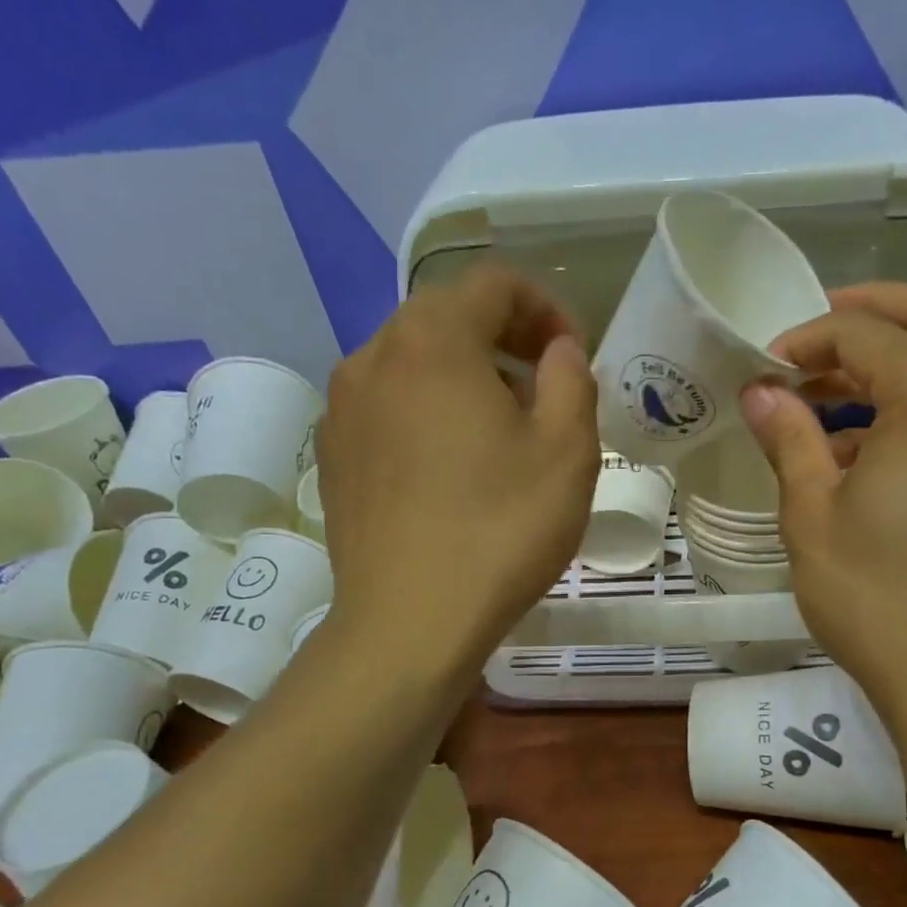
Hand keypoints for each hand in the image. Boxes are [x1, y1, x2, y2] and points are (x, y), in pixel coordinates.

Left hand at [318, 264, 598, 664]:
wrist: (409, 623)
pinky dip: (427, 411)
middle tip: (544, 391)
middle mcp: (373, 356)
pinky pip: (387, 405)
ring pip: (413, 361)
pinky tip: (452, 468)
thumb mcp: (567, 451)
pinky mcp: (333, 454)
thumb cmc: (500, 530)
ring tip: (500, 432)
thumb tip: (557, 351)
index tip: (572, 358)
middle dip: (505, 339)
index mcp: (432, 340)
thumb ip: (572, 378)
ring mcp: (342, 407)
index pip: (494, 283)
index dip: (545, 307)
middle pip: (447, 316)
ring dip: (465, 375)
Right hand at [739, 282, 906, 728]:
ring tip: (826, 403)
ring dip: (892, 366)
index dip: (807, 339)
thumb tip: (760, 392)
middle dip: (868, 317)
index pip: (866, 334)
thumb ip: (788, 438)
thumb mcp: (812, 514)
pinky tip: (867, 451)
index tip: (765, 369)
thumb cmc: (877, 597)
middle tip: (811, 340)